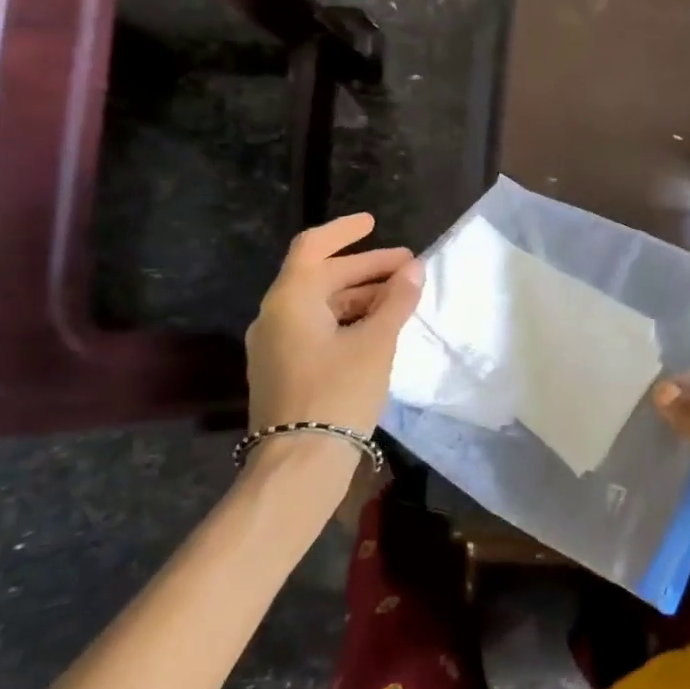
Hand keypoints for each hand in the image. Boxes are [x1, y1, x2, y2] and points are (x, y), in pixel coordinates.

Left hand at [246, 213, 423, 440]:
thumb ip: (396, 302)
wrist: (299, 464)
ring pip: (320, 305)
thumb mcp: (376, 343)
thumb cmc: (338, 393)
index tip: (374, 224)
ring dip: (359, 296)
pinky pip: (316, 329)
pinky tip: (377, 330)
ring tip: (400, 300)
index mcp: (290, 299)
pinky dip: (346, 320)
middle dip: (365, 269)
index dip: (345, 231)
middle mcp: (275, 316)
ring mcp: (275, 345)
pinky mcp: (283, 370)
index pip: (313, 247)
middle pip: (321, 277)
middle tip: (408, 269)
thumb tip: (415, 269)